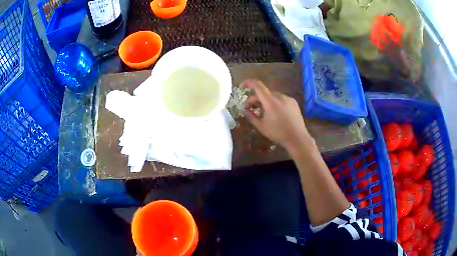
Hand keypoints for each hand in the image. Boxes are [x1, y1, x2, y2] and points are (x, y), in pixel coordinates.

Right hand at [242, 80, 311, 149]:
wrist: (297, 138)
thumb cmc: (278, 133)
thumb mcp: (261, 126)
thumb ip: (251, 116)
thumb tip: (245, 110)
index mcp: (270, 102)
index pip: (257, 86)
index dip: (248, 83)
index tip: (242, 87)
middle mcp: (279, 97)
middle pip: (264, 92)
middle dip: (255, 98)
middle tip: (250, 108)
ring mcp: (288, 98)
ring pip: (272, 96)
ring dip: (265, 101)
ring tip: (263, 112)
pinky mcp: (293, 102)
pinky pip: (281, 99)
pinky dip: (274, 102)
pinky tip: (275, 113)